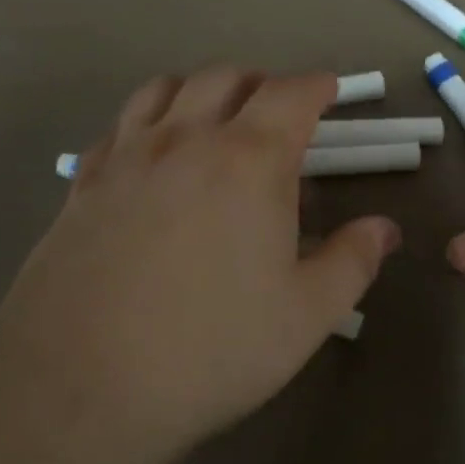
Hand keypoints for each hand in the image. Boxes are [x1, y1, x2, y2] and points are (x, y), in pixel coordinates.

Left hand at [0, 68, 398, 463]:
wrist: (80, 385)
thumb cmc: (211, 348)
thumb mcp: (307, 314)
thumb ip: (353, 261)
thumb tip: (384, 229)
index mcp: (249, 161)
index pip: (290, 94)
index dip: (316, 85)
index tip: (330, 91)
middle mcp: (186, 141)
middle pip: (225, 78)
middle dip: (261, 83)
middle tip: (278, 113)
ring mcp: (127, 158)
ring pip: (164, 89)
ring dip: (200, 91)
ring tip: (215, 121)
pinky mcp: (83, 186)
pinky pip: (118, 127)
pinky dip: (147, 122)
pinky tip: (152, 158)